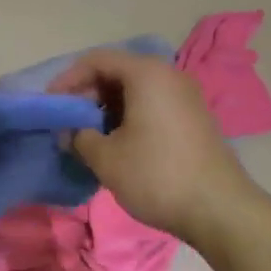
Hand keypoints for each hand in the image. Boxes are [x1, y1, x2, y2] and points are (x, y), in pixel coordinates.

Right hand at [49, 49, 254, 242]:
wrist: (220, 210)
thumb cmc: (156, 175)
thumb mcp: (106, 158)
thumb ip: (79, 137)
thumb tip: (71, 133)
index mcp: (146, 74)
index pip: (96, 60)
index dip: (68, 79)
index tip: (50, 104)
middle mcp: (168, 76)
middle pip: (117, 71)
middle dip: (87, 94)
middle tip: (66, 120)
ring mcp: (185, 97)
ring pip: (134, 90)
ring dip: (106, 108)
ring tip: (87, 134)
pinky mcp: (193, 119)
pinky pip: (151, 105)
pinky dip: (128, 116)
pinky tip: (116, 143)